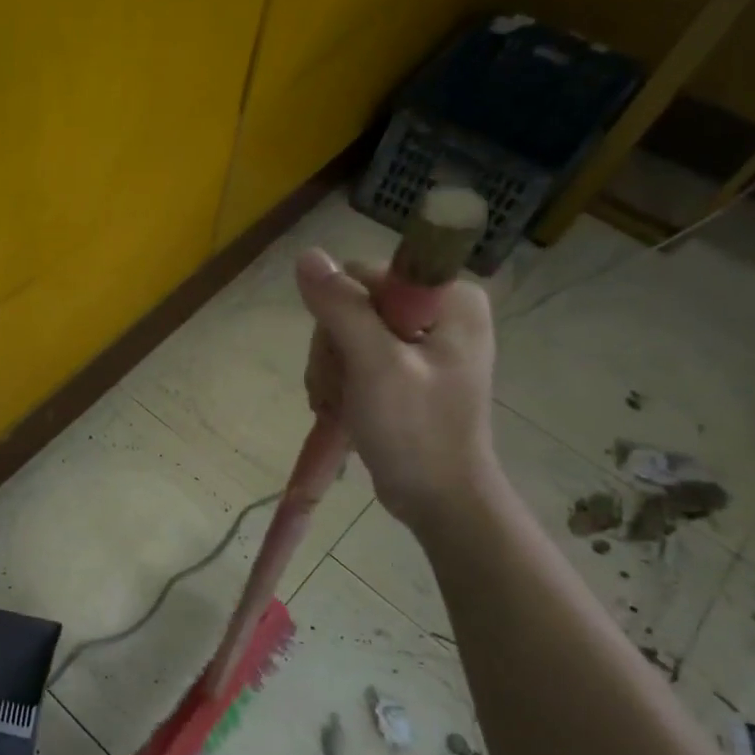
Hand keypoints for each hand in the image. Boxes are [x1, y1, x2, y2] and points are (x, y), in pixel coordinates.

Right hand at [296, 249, 498, 530]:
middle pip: (351, 306)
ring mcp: (422, 341)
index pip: (364, 277)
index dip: (342, 315)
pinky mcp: (406, 368)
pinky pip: (352, 356)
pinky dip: (338, 383)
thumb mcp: (374, 365)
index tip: (349, 360)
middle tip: (341, 391)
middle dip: (334, 351)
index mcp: (448, 298)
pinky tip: (342, 408)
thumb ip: (342, 308)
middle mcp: (438, 310)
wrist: (438, 499)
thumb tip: (306, 255)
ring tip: (341, 407)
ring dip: (331, 372)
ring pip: (344, 333)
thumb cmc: (415, 432)